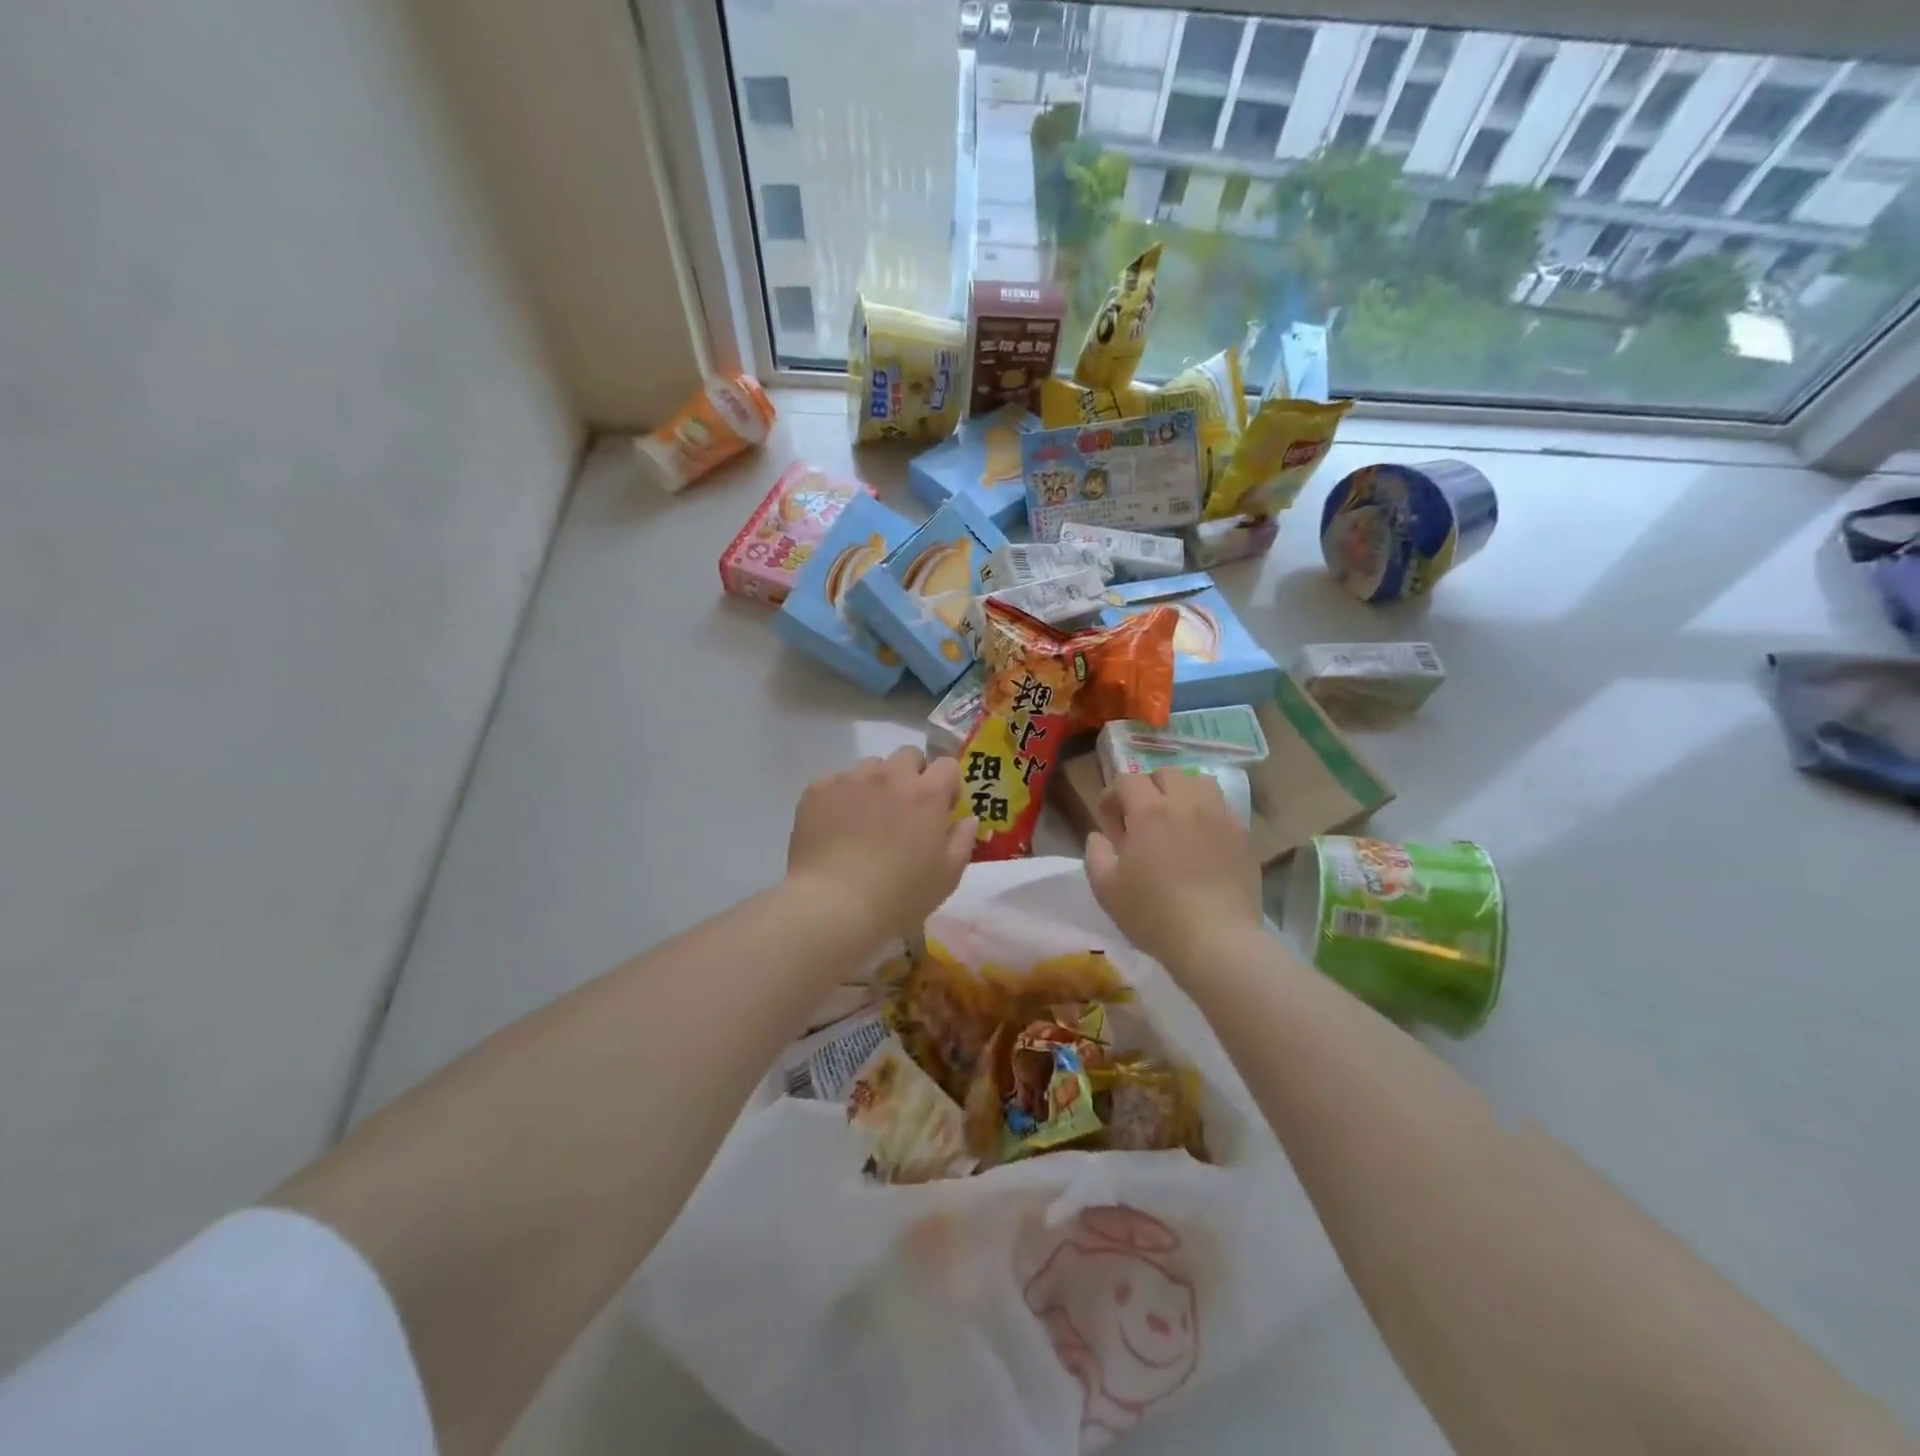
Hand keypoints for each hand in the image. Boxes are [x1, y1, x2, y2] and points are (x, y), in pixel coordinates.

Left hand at [787, 747, 976, 940]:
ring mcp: (851, 779)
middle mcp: (890, 776)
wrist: (833, 905)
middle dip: (912, 775)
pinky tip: (837, 826)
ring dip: (876, 784)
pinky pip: (837, 781)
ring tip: (866, 819)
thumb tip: (967, 819)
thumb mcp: (947, 876)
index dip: (947, 785)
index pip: (947, 765)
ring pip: (871, 766)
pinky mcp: (818, 789)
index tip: (941, 809)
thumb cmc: (899, 896)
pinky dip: (842, 796)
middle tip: (904, 810)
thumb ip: (962, 840)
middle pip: (908, 756)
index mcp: (927, 793)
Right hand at [1085, 769, 1262, 969]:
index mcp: (1149, 811)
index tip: (1109, 818)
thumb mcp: (1106, 888)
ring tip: (1176, 818)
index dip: (1113, 793)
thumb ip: (1095, 853)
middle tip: (1141, 816)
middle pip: (1165, 773)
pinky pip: (1223, 807)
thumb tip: (1100, 836)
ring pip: (1199, 781)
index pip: (1128, 779)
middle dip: (1148, 787)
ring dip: (1182, 791)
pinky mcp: (1242, 836)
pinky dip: (1208, 812)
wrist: (1216, 940)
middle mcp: (1186, 803)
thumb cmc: (1153, 913)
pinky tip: (1201, 838)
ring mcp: (1219, 817)